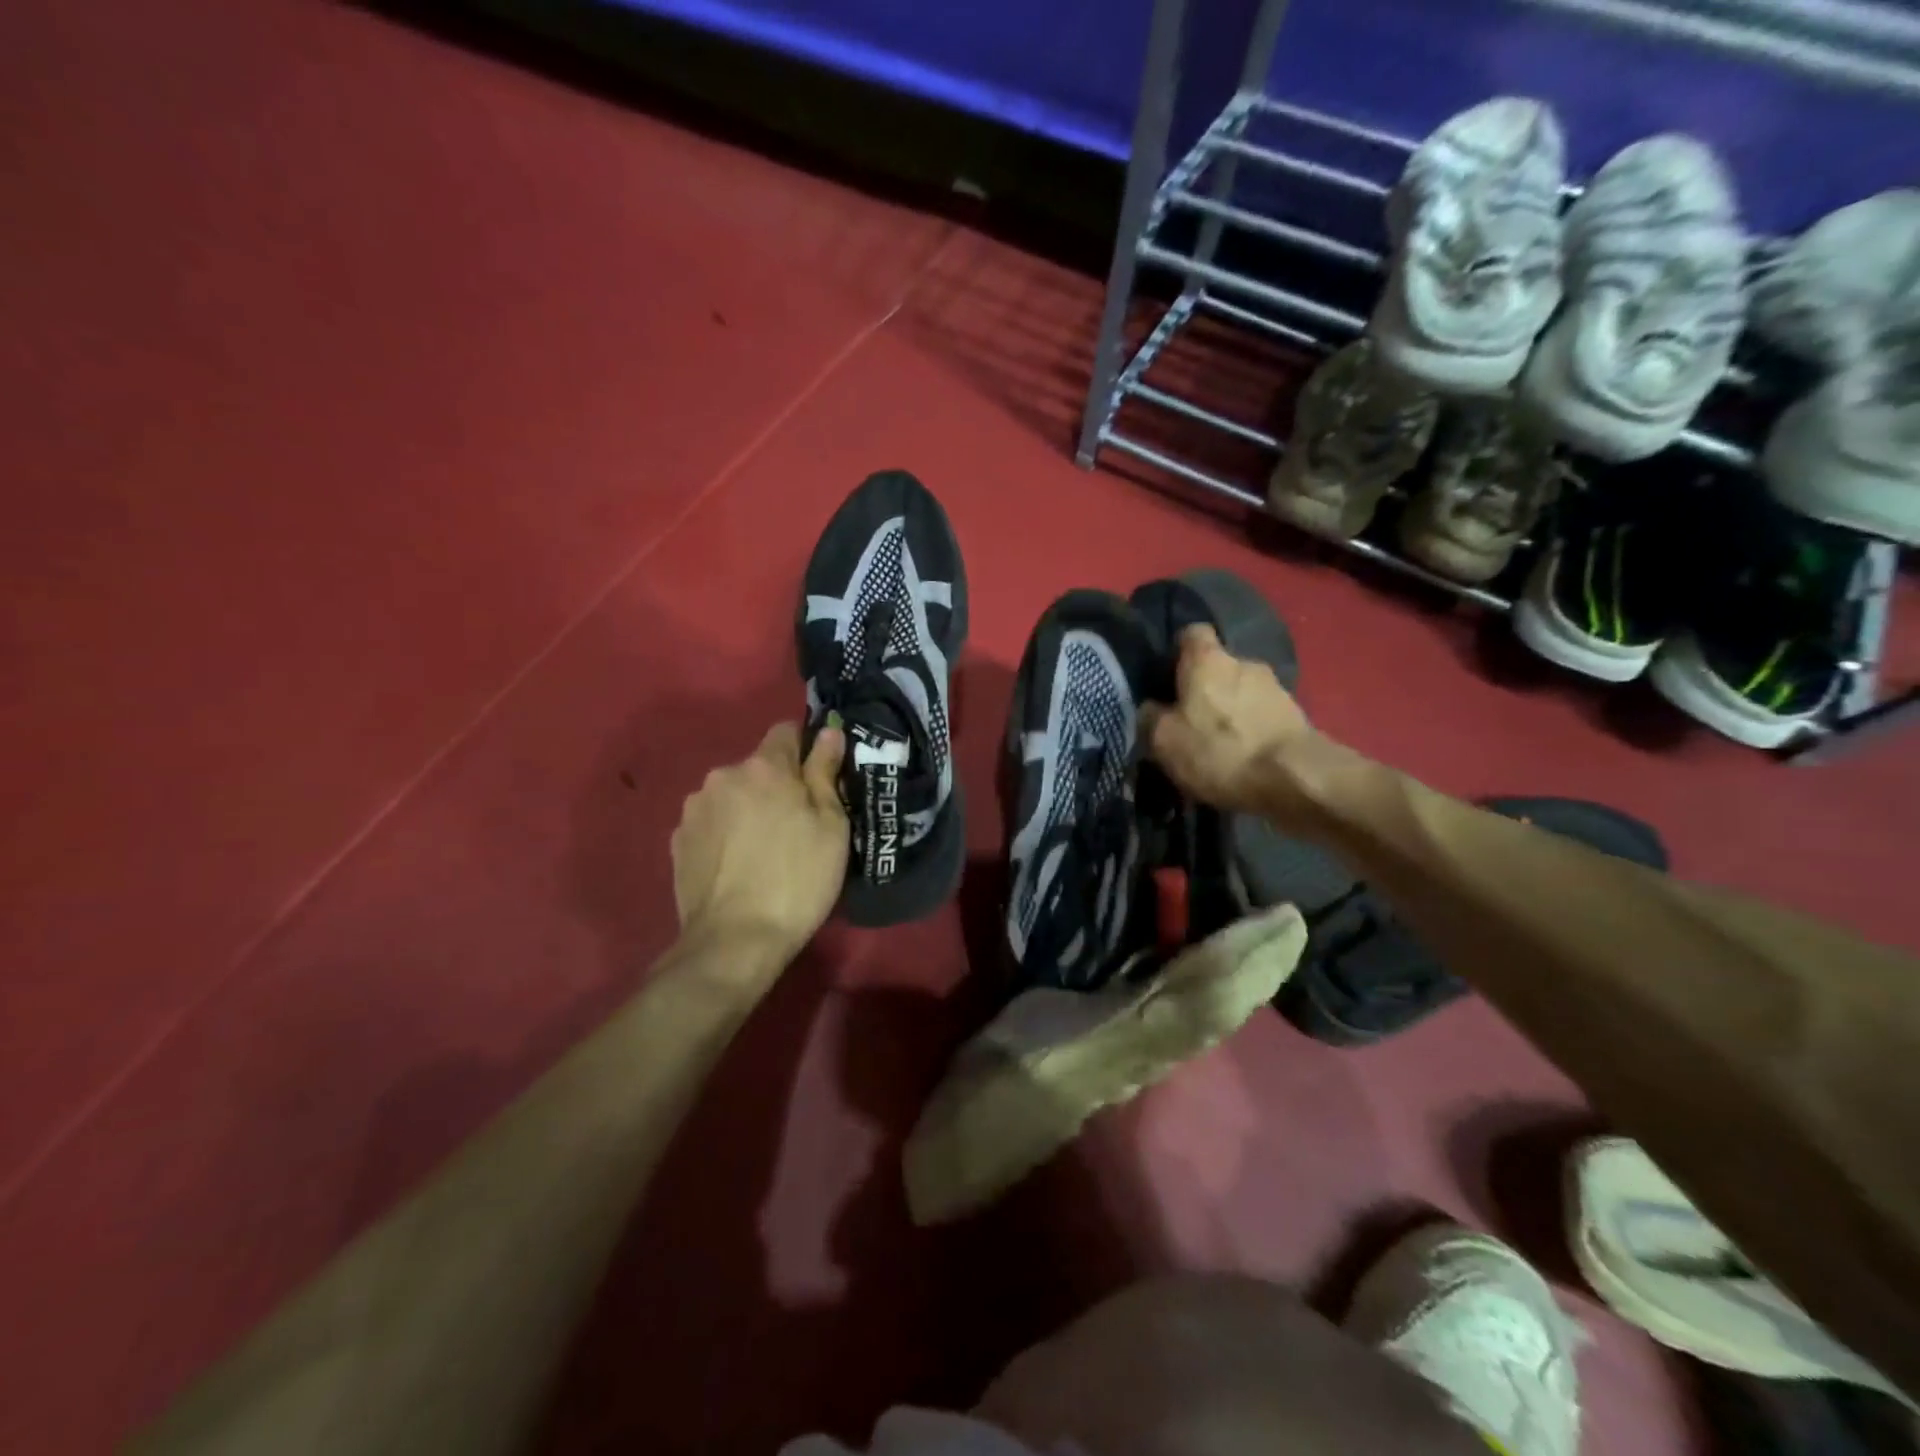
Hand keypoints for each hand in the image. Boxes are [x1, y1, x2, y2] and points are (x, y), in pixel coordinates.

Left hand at [671, 722, 847, 963]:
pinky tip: (737, 866)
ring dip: (748, 808)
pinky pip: (711, 822)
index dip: (806, 749)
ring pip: (732, 794)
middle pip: (758, 767)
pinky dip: (725, 834)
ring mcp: (695, 808)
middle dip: (776, 785)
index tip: (818, 779)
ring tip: (763, 851)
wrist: (735, 940)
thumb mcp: (831, 825)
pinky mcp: (677, 840)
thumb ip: (826, 771)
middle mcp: (723, 776)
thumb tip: (828, 731)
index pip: (787, 730)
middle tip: (796, 825)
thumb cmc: (798, 879)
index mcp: (764, 767)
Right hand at [1143, 625, 1316, 813]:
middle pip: (1217, 667)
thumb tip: (1150, 708)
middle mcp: (1244, 661)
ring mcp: (1275, 688)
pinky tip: (1240, 759)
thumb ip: (1150, 717)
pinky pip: (1261, 717)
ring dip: (1229, 712)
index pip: (1191, 633)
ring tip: (1215, 746)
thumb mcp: (1164, 740)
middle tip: (1186, 720)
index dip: (1176, 652)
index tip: (1165, 677)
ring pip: (1241, 693)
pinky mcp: (1296, 716)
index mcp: (1208, 658)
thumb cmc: (1220, 750)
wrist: (1297, 779)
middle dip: (1203, 689)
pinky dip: (1250, 731)